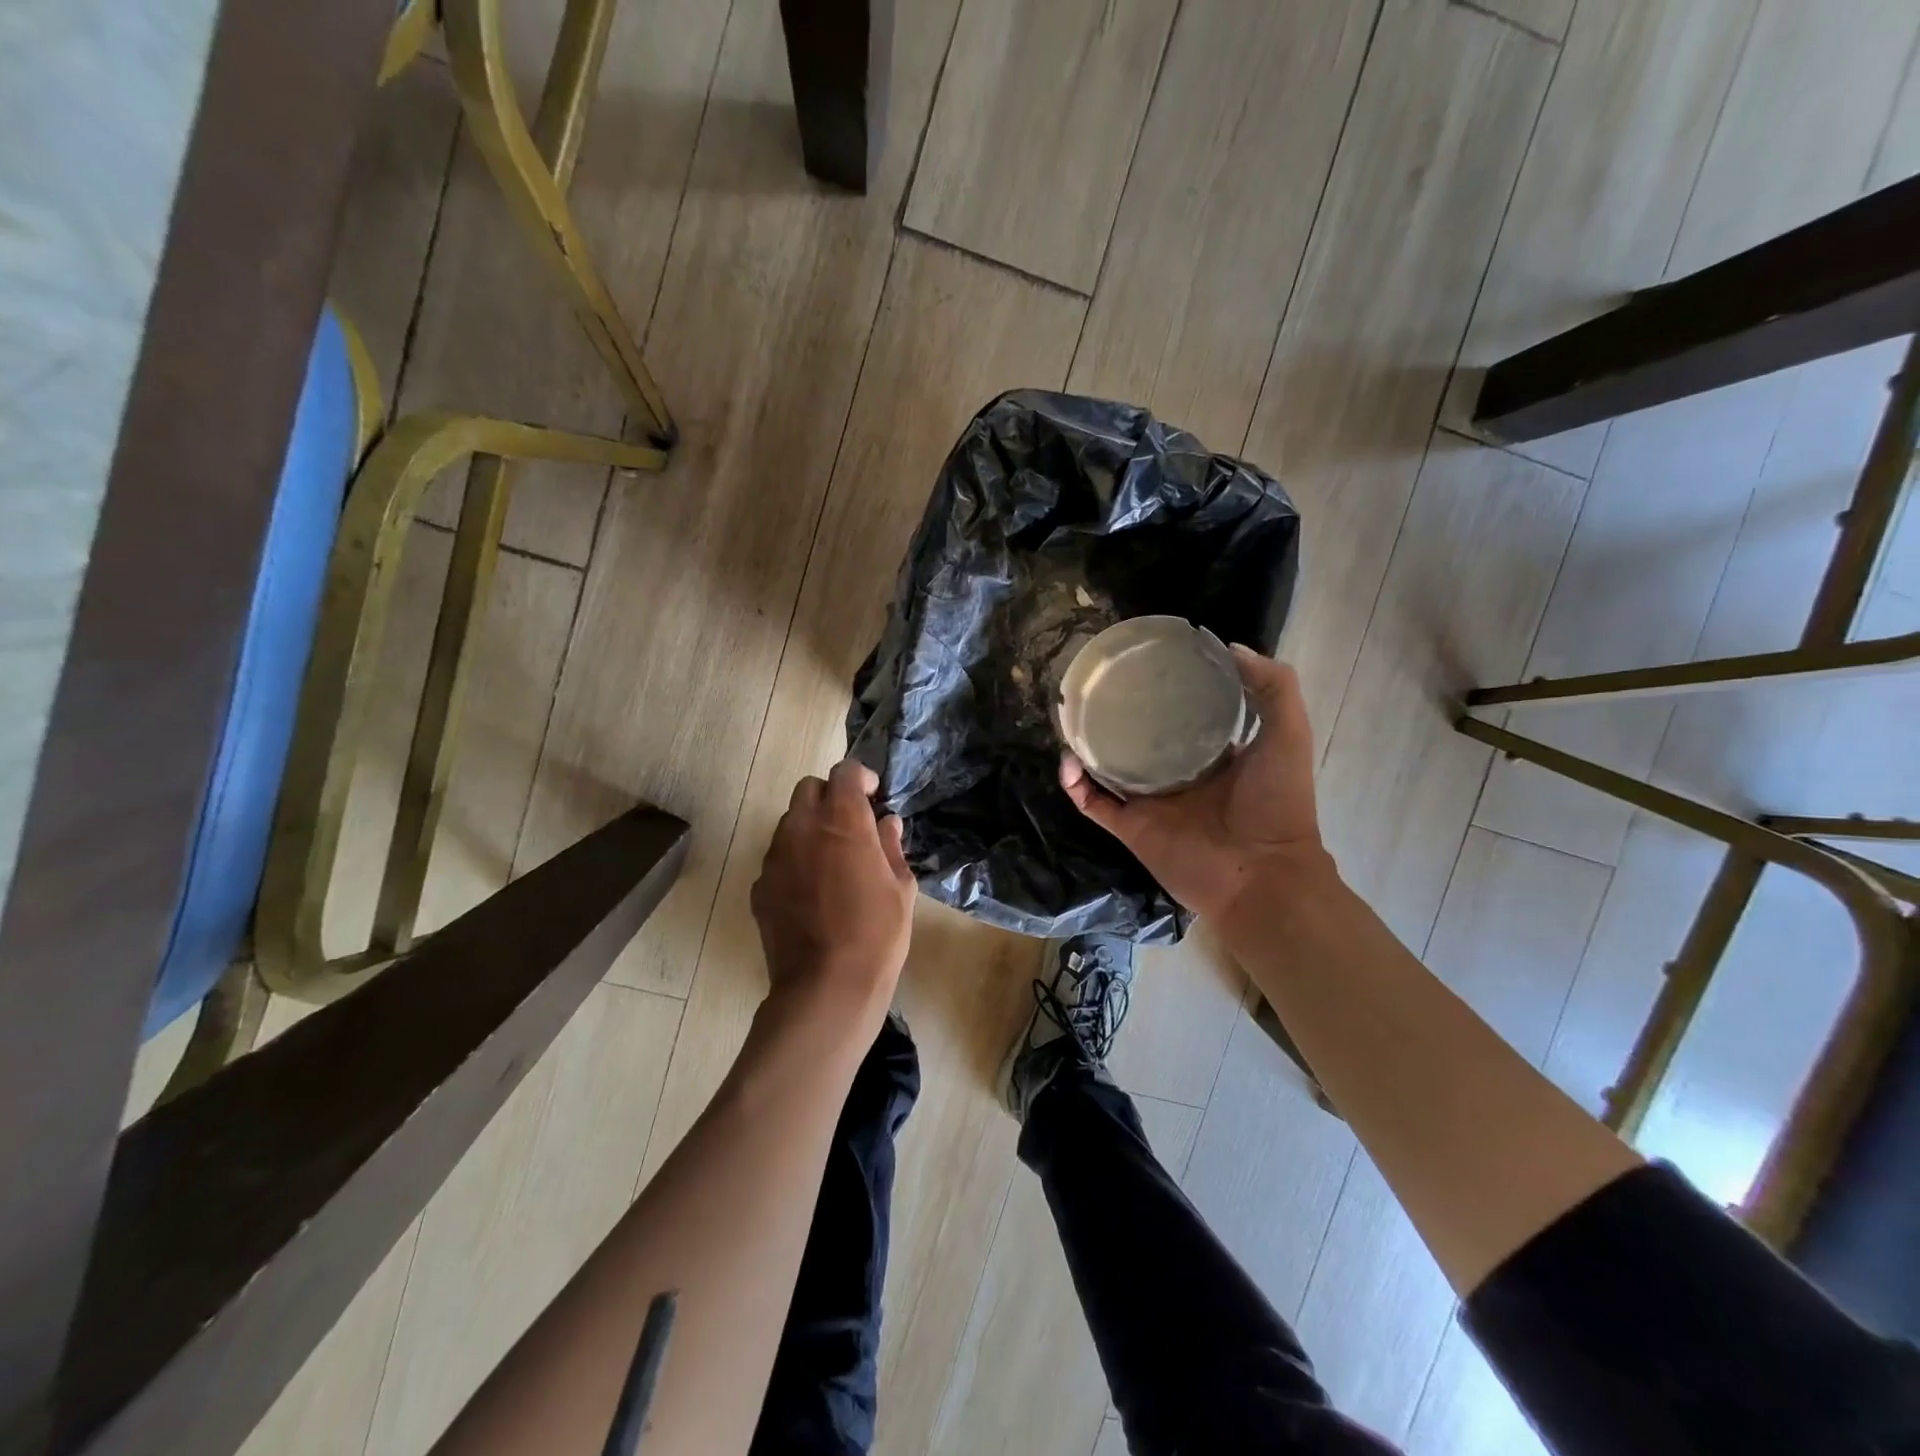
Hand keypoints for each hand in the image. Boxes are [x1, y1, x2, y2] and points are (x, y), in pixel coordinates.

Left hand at [752, 760, 915, 1028]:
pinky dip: (795, 861)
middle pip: (809, 789)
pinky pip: (778, 858)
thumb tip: (886, 823)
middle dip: (830, 797)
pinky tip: (812, 893)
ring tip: (831, 862)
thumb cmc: (877, 934)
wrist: (827, 988)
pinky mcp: (760, 886)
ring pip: (789, 822)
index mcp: (841, 820)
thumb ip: (890, 846)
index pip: (845, 772)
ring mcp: (775, 857)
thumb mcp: (900, 887)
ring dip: (810, 828)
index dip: (861, 778)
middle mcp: (801, 828)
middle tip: (851, 825)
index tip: (873, 797)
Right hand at [1060, 646, 1330, 922]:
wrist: (1261, 875)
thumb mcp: (1288, 734)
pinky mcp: (1130, 826)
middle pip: (1140, 738)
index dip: (1167, 690)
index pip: (1183, 715)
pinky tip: (1068, 759)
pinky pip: (1093, 802)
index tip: (1146, 663)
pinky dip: (1076, 784)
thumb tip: (1228, 647)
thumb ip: (1274, 687)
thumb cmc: (1277, 804)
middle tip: (1098, 685)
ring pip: (1108, 768)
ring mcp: (1151, 801)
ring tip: (1072, 715)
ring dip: (1088, 745)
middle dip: (1119, 714)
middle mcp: (1177, 774)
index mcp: (1213, 754)